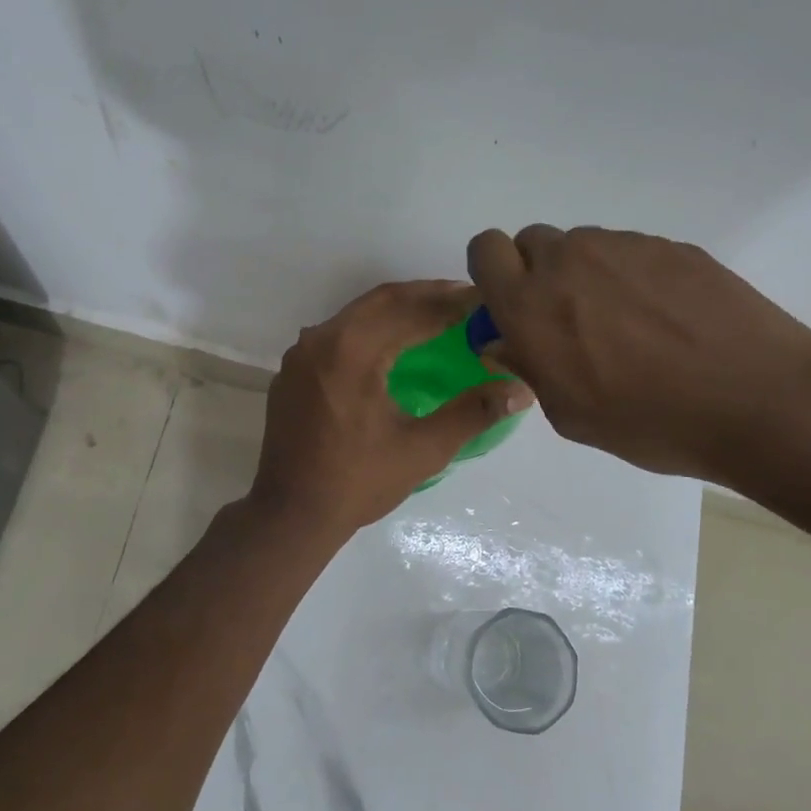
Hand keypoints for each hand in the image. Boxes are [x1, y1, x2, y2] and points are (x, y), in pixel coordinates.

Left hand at [249, 281, 534, 539]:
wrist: (290, 514)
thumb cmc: (358, 482)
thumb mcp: (423, 450)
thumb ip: (473, 413)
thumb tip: (521, 389)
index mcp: (352, 351)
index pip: (411, 311)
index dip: (451, 304)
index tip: (483, 300)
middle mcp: (321, 339)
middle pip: (382, 301)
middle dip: (425, 296)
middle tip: (464, 299)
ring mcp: (301, 354)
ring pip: (356, 315)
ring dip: (396, 309)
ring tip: (434, 315)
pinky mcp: (292, 371)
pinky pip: (336, 335)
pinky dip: (369, 329)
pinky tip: (390, 344)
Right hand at [467, 225, 810, 485]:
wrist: (756, 398)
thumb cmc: (651, 421)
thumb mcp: (571, 413)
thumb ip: (529, 366)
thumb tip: (507, 340)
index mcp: (531, 304)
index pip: (484, 249)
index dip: (492, 272)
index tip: (512, 303)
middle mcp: (569, 261)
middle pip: (531, 242)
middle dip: (537, 272)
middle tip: (569, 318)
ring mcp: (624, 247)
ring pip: (583, 246)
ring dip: (587, 275)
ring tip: (629, 323)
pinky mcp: (670, 245)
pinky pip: (630, 252)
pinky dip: (634, 276)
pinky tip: (668, 318)